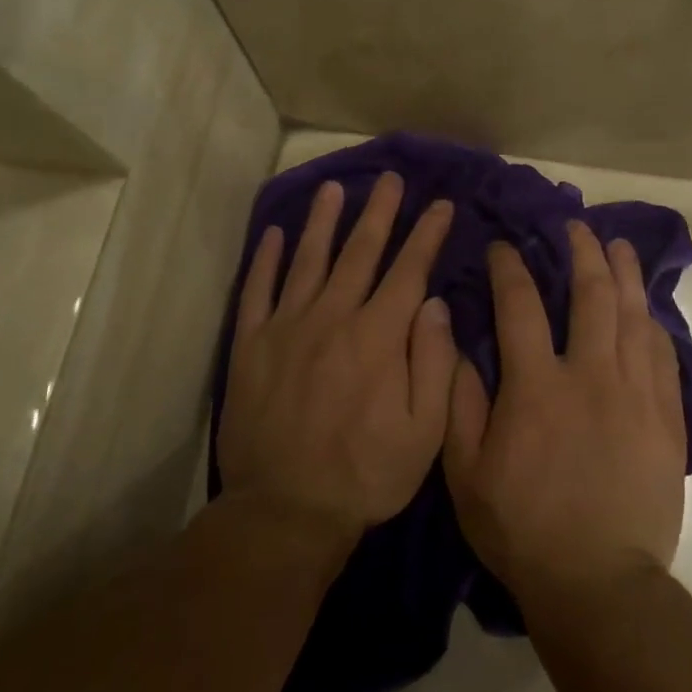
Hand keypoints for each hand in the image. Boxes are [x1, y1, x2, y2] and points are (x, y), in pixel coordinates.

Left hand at [219, 173, 455, 552]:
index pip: (408, 271)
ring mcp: (286, 328)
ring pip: (308, 260)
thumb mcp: (424, 432)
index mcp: (378, 337)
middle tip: (390, 179)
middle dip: (380, 212)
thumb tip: (433, 303)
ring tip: (333, 188)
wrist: (284, 512)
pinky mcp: (250, 345)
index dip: (427, 235)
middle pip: (359, 252)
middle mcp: (333, 318)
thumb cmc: (365, 475)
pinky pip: (257, 291)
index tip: (441, 205)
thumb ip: (433, 362)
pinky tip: (274, 233)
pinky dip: (266, 259)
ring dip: (323, 221)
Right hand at [444, 222, 686, 608]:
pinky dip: (653, 325)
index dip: (510, 268)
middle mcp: (590, 376)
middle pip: (591, 295)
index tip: (503, 246)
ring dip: (625, 275)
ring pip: (634, 317)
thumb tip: (459, 346)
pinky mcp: (666, 419)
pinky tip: (648, 310)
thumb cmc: (522, 528)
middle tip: (576, 226)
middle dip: (582, 252)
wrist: (598, 583)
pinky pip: (663, 357)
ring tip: (619, 246)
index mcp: (537, 386)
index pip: (520, 306)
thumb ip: (460, 404)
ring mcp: (636, 395)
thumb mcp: (466, 472)